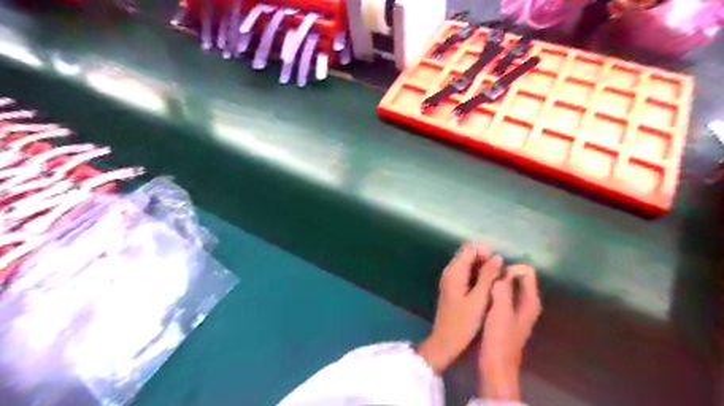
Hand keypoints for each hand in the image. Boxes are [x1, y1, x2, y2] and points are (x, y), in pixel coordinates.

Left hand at [416, 245, 501, 373]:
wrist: (445, 341)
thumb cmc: (463, 322)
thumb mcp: (479, 299)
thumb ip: (488, 276)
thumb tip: (498, 257)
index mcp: (455, 271)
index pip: (470, 249)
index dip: (486, 253)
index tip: (499, 266)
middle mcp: (450, 271)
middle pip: (469, 255)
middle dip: (485, 260)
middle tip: (500, 275)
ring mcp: (450, 279)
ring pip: (468, 265)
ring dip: (483, 269)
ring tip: (497, 281)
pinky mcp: (452, 287)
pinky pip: (466, 274)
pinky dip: (477, 276)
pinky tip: (488, 288)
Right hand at [479, 265, 539, 400]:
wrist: (495, 365)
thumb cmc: (499, 338)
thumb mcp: (500, 311)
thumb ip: (503, 289)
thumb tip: (502, 270)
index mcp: (530, 300)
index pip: (527, 271)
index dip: (510, 268)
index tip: (493, 273)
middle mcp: (527, 302)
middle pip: (517, 277)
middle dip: (501, 272)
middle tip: (483, 274)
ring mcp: (517, 309)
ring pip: (508, 285)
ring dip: (496, 281)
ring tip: (480, 281)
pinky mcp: (506, 314)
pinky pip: (502, 294)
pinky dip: (493, 290)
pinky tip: (480, 293)